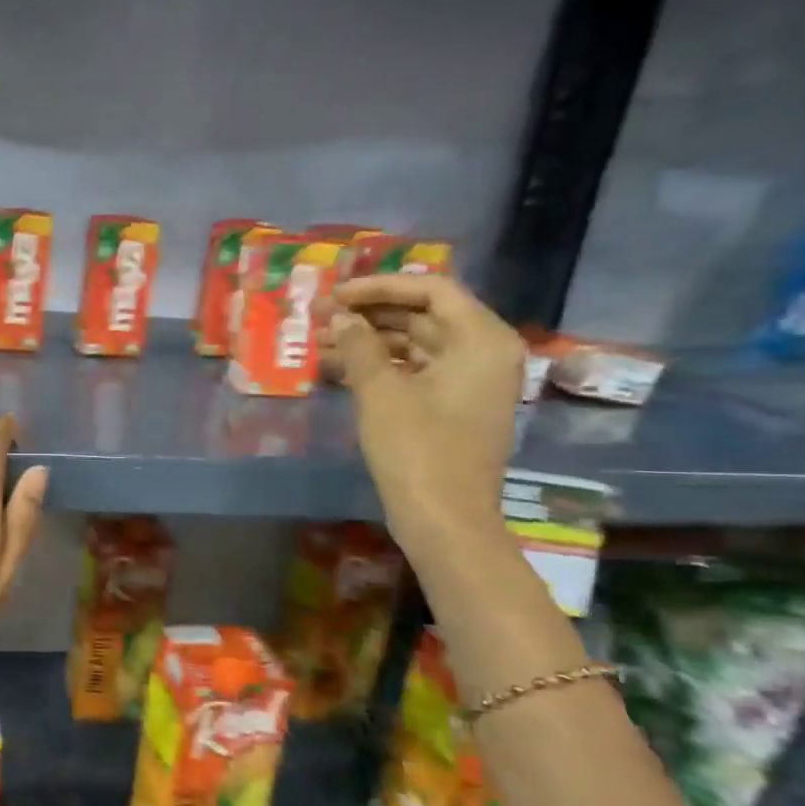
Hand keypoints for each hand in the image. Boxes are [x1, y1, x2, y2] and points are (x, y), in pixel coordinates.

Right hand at [323, 274, 522, 545]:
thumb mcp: (380, 392)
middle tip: (321, 317)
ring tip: (321, 343)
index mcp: (480, 340)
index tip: (335, 295)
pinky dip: (380, 366)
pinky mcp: (453, 407)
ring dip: (370, 341)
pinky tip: (340, 369)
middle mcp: (483, 353)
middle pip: (424, 315)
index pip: (431, 289)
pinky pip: (415, 371)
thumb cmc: (417, 449)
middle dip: (370, 314)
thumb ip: (359, 346)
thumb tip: (340, 318)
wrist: (444, 518)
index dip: (380, 287)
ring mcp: (470, 382)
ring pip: (415, 345)